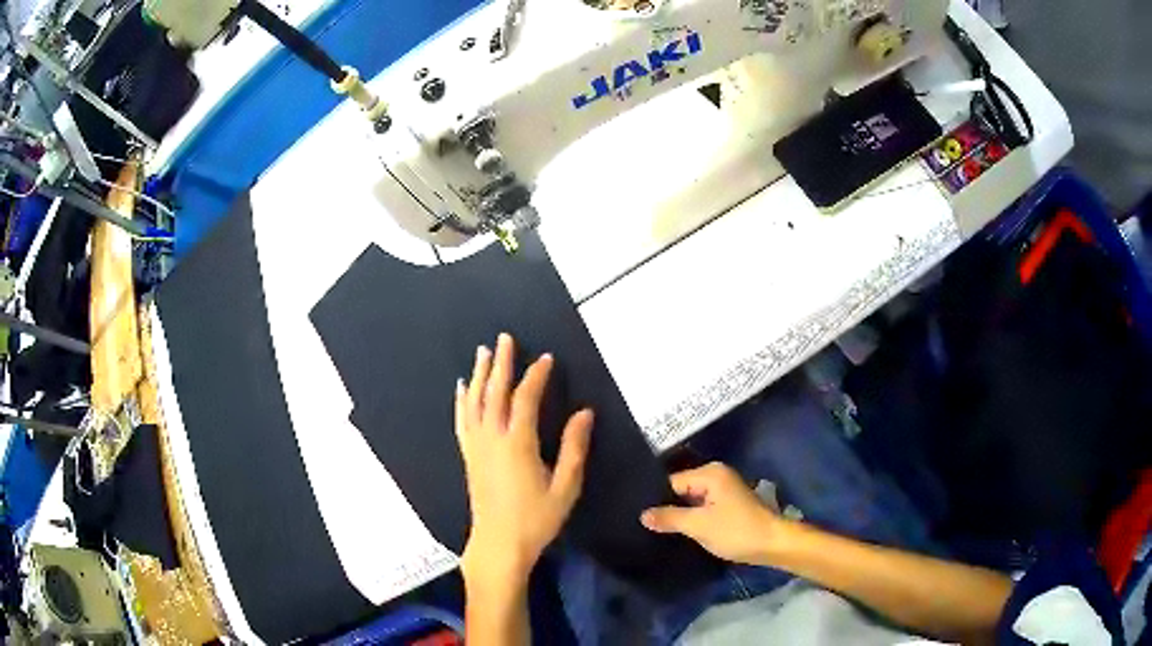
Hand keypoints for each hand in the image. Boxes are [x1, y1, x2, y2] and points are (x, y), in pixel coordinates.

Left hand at [456, 333, 594, 591]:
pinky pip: (462, 420)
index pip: (525, 399)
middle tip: (504, 338)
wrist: (499, 544)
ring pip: (475, 402)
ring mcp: (476, 446)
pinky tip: (461, 389)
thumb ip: (574, 448)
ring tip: (482, 352)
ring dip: (479, 375)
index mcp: (518, 444)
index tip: (546, 358)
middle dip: (501, 363)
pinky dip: (462, 401)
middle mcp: (492, 438)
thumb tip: (584, 412)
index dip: (536, 376)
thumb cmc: (536, 518)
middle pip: (495, 392)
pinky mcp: (468, 456)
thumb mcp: (565, 487)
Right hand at [640, 462, 781, 565]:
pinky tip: (681, 531)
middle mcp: (717, 476)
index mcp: (710, 473)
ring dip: (680, 514)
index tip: (639, 515)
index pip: (672, 482)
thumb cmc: (736, 531)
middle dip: (667, 506)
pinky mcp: (729, 505)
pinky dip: (693, 518)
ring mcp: (725, 490)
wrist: (772, 544)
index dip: (656, 499)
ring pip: (692, 500)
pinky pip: (703, 507)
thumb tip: (643, 515)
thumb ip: (669, 518)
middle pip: (681, 490)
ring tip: (657, 529)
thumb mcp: (698, 525)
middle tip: (645, 524)